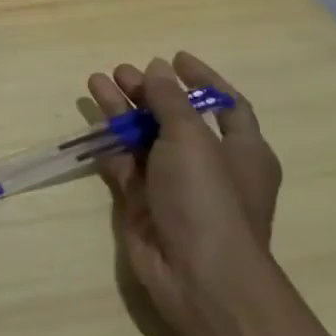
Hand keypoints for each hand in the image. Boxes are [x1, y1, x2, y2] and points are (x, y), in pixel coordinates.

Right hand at [86, 53, 282, 332]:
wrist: (197, 277)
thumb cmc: (208, 199)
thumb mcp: (192, 139)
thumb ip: (170, 101)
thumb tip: (158, 69)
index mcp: (242, 151)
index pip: (226, 105)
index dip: (203, 80)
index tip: (174, 58)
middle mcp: (210, 165)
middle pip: (177, 117)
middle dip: (151, 92)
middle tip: (122, 72)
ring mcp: (174, 185)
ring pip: (146, 136)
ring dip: (124, 108)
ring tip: (97, 81)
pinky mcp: (143, 202)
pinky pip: (125, 161)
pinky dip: (110, 139)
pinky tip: (93, 117)